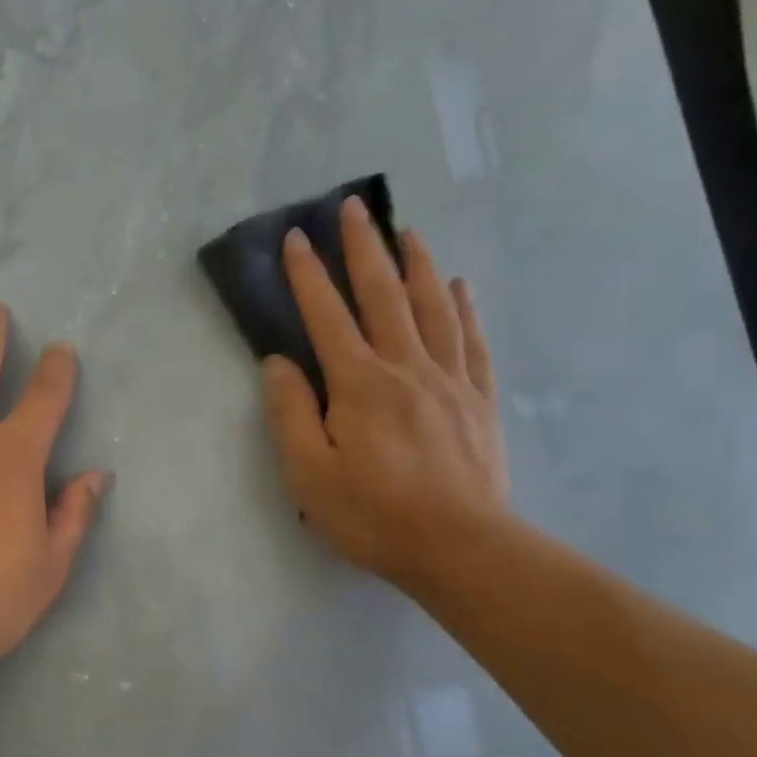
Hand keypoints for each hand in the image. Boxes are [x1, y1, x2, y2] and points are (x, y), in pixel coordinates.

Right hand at [261, 197, 509, 588]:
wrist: (460, 548)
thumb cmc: (372, 514)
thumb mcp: (308, 473)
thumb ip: (289, 413)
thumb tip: (278, 363)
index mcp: (358, 384)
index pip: (327, 317)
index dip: (308, 276)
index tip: (296, 237)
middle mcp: (406, 368)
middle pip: (383, 296)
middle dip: (364, 249)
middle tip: (354, 207)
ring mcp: (449, 381)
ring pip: (433, 308)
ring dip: (417, 265)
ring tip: (408, 231)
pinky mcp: (479, 401)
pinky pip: (473, 342)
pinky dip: (464, 308)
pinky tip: (459, 287)